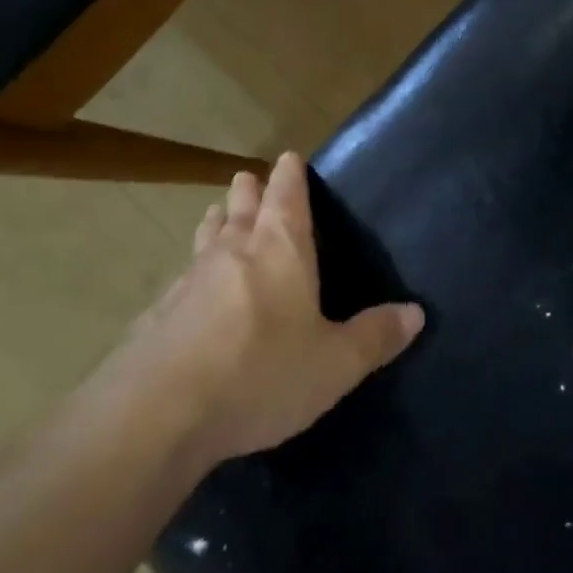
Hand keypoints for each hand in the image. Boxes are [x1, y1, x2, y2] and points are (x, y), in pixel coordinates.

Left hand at [96, 153, 423, 466]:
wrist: (159, 415)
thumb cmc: (262, 375)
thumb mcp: (335, 364)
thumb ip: (375, 336)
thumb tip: (415, 312)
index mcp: (280, 252)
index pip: (286, 198)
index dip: (290, 177)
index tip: (287, 157)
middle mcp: (233, 254)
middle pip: (241, 210)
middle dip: (249, 192)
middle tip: (248, 177)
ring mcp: (189, 283)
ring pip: (206, 239)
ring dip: (216, 222)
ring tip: (218, 213)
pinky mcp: (157, 316)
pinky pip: (182, 279)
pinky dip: (193, 271)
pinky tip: (189, 289)